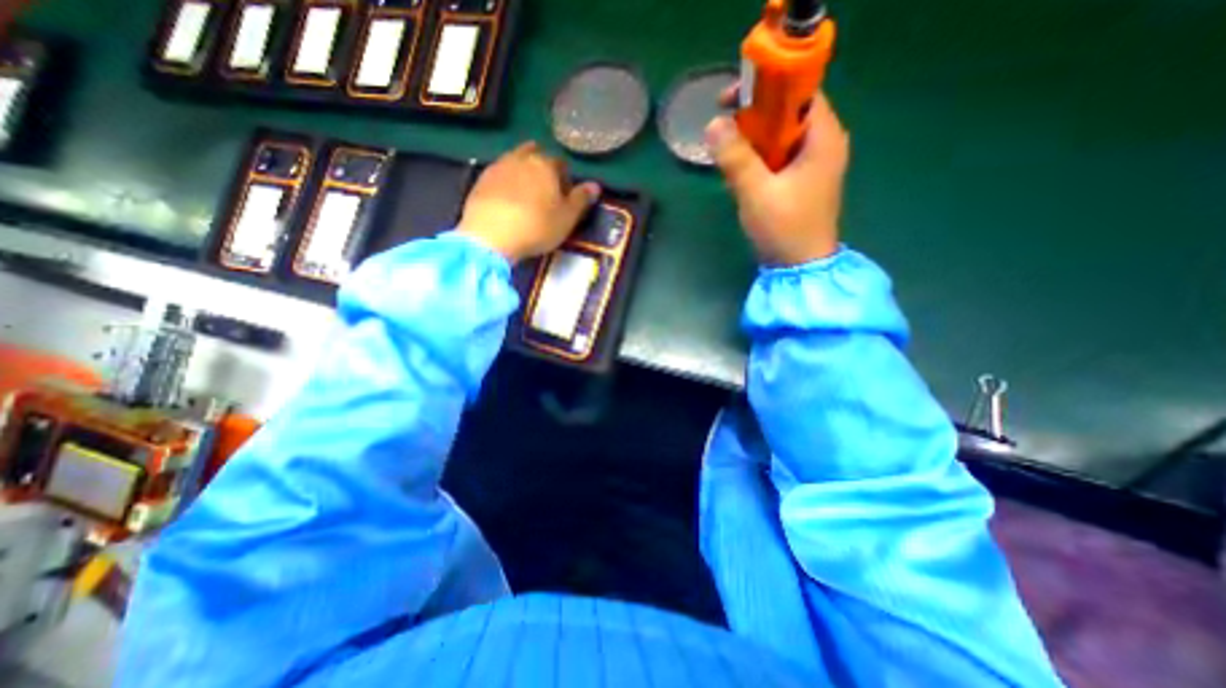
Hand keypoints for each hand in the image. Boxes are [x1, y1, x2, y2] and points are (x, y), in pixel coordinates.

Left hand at [456, 139, 600, 262]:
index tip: (564, 197)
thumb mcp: (567, 218)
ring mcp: (498, 166)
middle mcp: (522, 158)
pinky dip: (506, 181)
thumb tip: (596, 185)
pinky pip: (499, 173)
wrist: (490, 235)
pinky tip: (506, 199)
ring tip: (526, 194)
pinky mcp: (481, 179)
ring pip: (515, 161)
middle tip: (545, 192)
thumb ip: (581, 199)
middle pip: (536, 155)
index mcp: (546, 165)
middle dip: (542, 168)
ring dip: (523, 171)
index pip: (561, 164)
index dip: (565, 180)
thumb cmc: (536, 227)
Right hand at [705, 90, 848, 266]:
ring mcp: (811, 163)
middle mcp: (822, 143)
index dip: (766, 87)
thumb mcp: (756, 192)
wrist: (799, 268)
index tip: (732, 98)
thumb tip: (712, 125)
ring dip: (751, 141)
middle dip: (753, 117)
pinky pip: (776, 157)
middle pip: (786, 112)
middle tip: (722, 128)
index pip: (799, 91)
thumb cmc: (785, 228)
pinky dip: (756, 159)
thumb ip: (735, 157)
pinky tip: (740, 174)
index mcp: (823, 138)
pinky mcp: (799, 180)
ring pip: (778, 136)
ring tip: (727, 155)